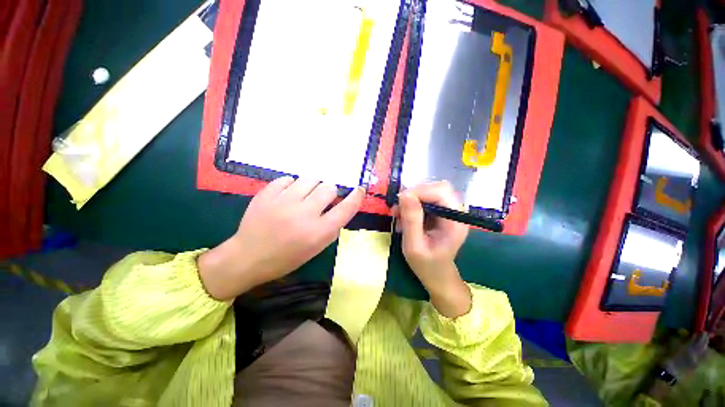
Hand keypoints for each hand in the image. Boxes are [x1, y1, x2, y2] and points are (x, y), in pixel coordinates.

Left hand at [198, 177, 364, 300]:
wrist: (248, 257)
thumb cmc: (286, 257)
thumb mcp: (316, 248)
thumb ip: (331, 226)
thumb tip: (340, 205)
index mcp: (318, 232)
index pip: (346, 208)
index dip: (356, 197)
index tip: (359, 190)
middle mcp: (304, 214)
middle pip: (329, 187)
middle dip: (329, 192)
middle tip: (321, 200)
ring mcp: (284, 201)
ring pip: (310, 179)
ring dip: (312, 186)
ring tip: (303, 196)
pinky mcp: (267, 194)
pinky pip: (288, 179)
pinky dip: (291, 186)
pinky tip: (286, 196)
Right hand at [395, 181, 470, 317]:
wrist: (437, 275)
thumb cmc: (426, 266)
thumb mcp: (414, 246)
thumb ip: (411, 220)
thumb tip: (404, 194)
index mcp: (455, 221)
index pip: (441, 191)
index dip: (419, 191)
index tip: (399, 201)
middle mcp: (455, 212)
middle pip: (436, 188)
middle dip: (414, 194)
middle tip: (397, 209)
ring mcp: (448, 211)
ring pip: (429, 191)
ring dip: (411, 200)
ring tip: (399, 216)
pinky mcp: (440, 213)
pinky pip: (425, 199)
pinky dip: (411, 205)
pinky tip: (404, 218)